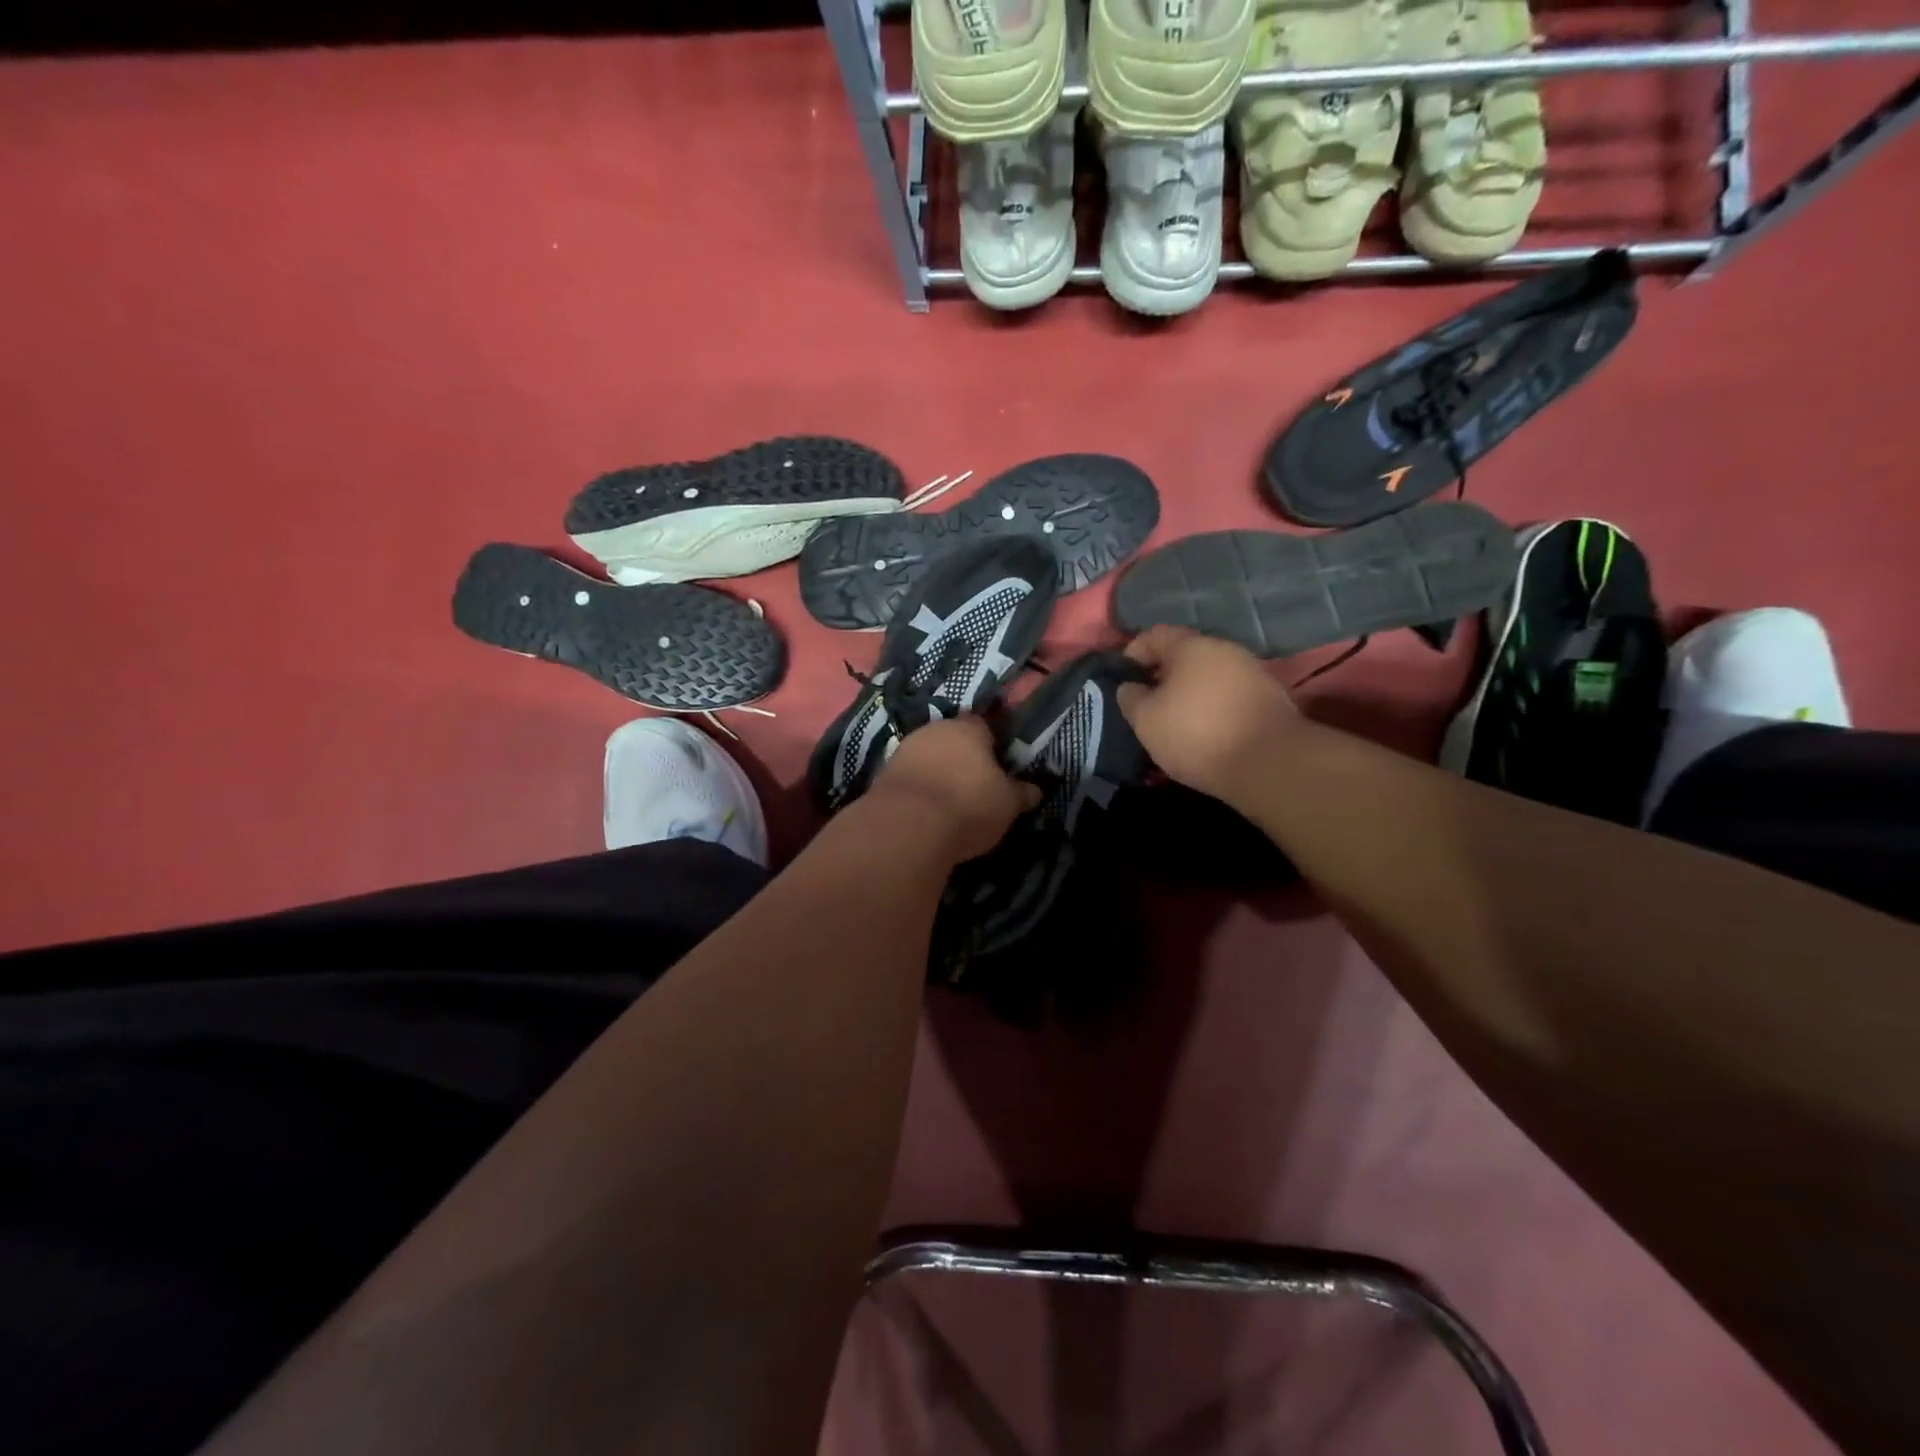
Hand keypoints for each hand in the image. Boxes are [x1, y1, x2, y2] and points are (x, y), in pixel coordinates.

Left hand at [864, 717, 1040, 862]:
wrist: (906, 826)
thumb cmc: (968, 805)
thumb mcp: (1007, 804)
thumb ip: (1021, 793)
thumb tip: (1035, 790)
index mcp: (968, 728)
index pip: (985, 725)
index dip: (993, 745)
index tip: (1000, 767)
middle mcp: (934, 730)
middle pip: (953, 740)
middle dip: (963, 759)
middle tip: (976, 786)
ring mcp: (904, 750)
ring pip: (929, 757)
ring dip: (938, 773)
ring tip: (951, 802)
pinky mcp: (884, 774)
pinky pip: (910, 778)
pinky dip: (920, 789)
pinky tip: (927, 811)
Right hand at [1117, 626, 1303, 801]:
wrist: (1269, 763)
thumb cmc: (1196, 734)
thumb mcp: (1146, 719)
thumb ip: (1131, 698)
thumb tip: (1131, 687)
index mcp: (1190, 646)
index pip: (1153, 635)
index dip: (1133, 654)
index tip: (1124, 680)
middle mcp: (1224, 649)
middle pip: (1185, 655)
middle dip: (1163, 676)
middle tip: (1149, 704)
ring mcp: (1252, 672)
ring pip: (1210, 675)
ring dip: (1191, 692)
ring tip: (1177, 722)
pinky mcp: (1270, 697)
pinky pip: (1230, 694)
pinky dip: (1214, 706)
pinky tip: (1208, 731)